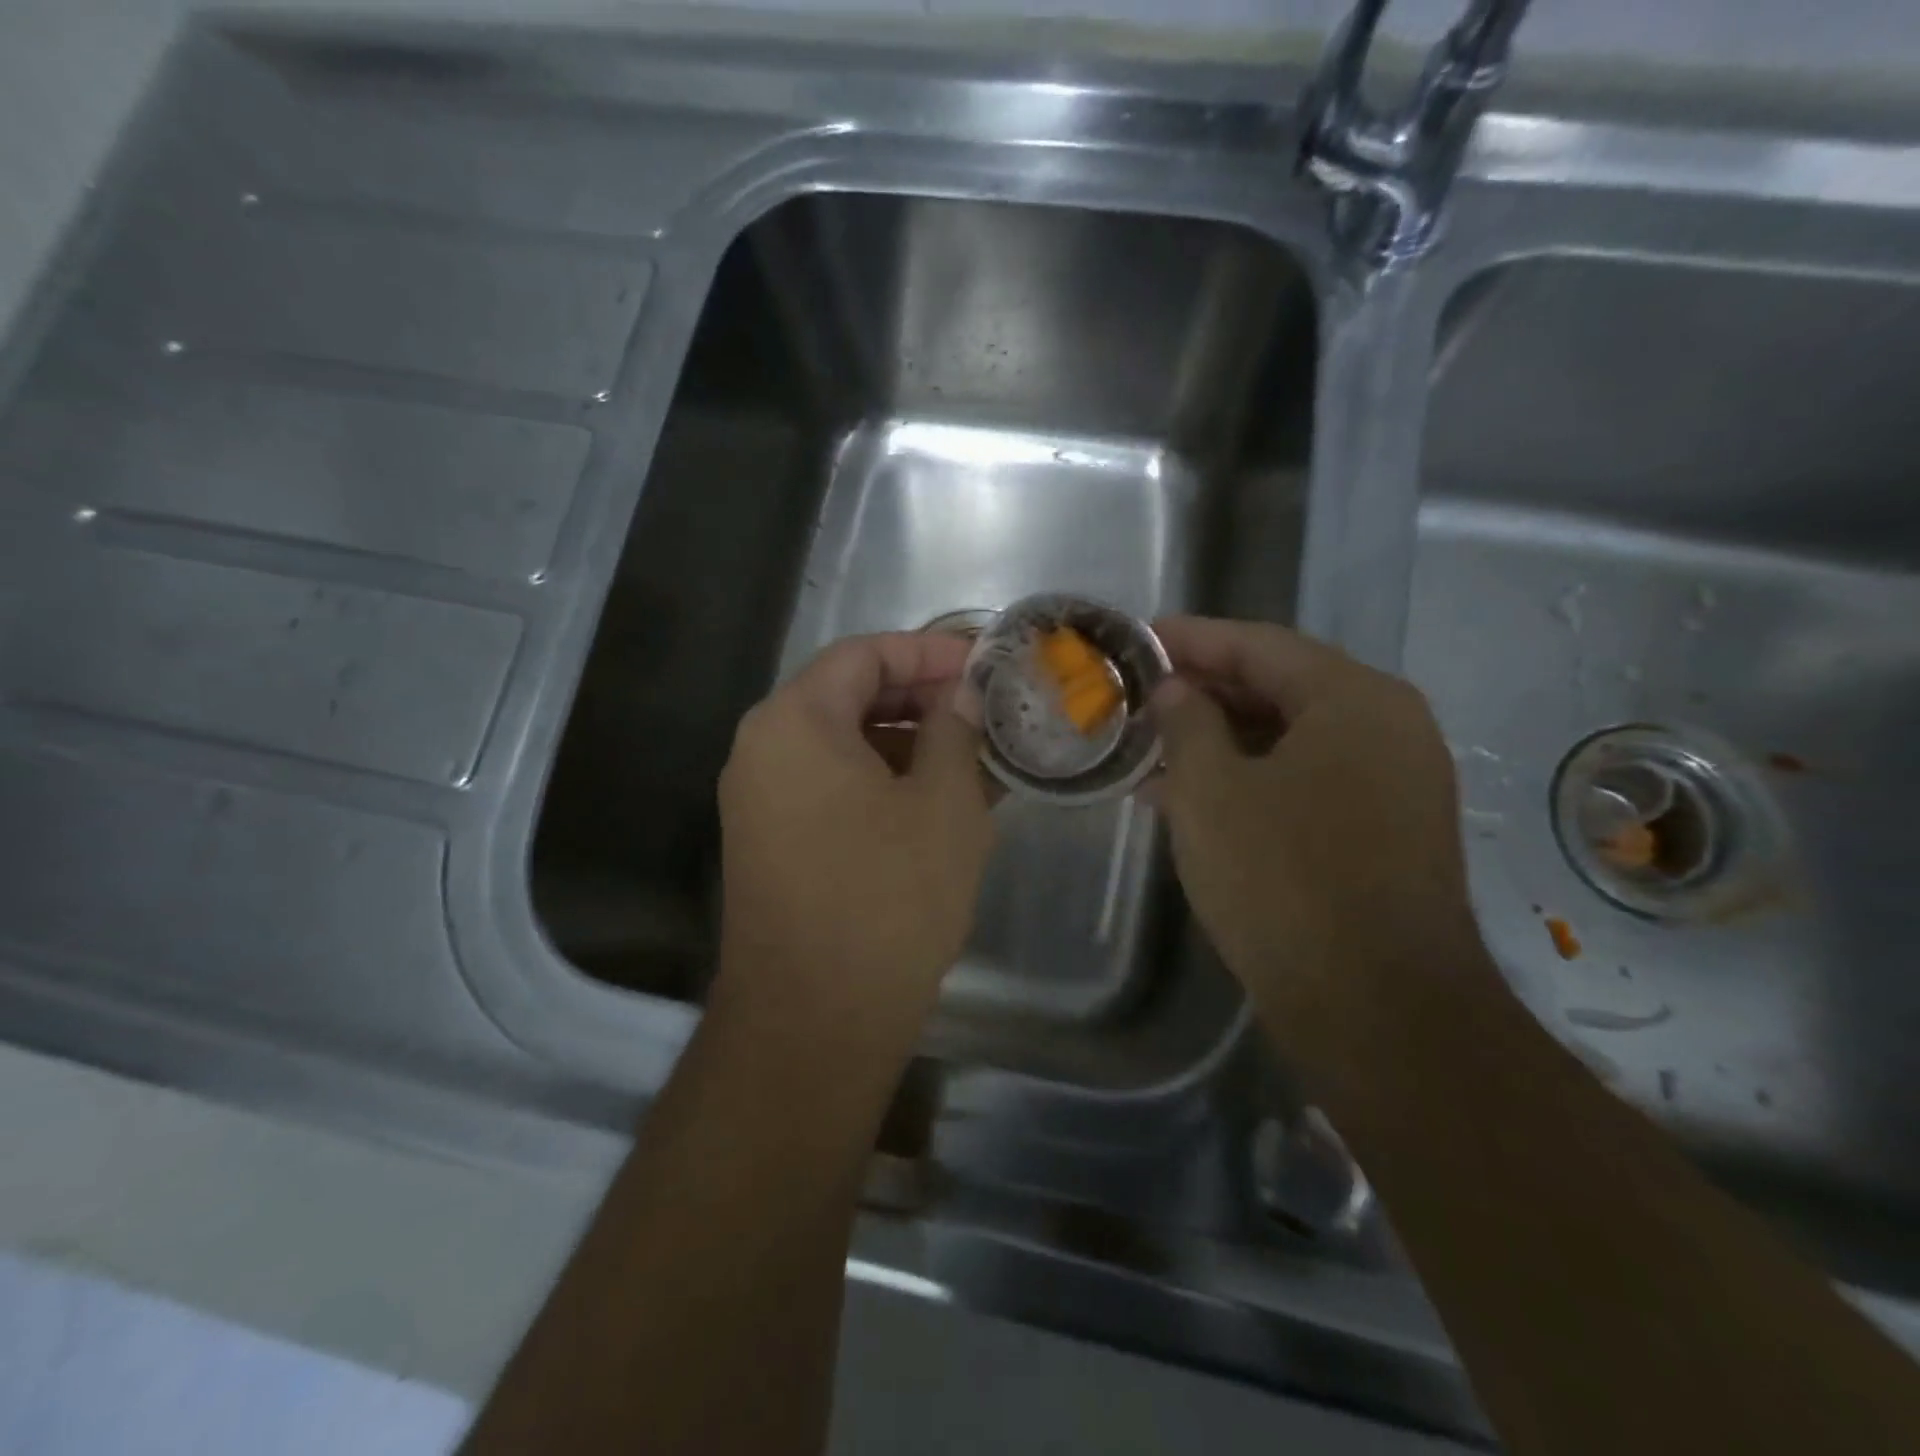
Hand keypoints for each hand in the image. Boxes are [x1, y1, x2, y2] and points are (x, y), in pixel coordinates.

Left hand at [714, 632, 994, 1055]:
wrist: (815, 1021)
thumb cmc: (887, 898)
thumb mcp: (943, 803)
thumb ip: (955, 730)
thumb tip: (961, 693)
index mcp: (794, 722)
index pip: (863, 655)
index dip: (928, 652)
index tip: (982, 665)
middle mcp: (764, 750)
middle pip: (849, 696)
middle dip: (922, 699)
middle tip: (985, 711)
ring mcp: (762, 801)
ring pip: (844, 747)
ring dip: (909, 745)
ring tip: (976, 759)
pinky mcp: (774, 843)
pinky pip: (833, 789)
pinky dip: (885, 783)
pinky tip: (940, 804)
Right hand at [1149, 617, 1480, 1043]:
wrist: (1377, 1009)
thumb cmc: (1283, 881)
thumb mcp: (1210, 791)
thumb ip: (1187, 723)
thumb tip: (1178, 691)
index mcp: (1354, 699)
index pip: (1259, 644)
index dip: (1191, 638)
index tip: (1138, 638)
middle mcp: (1388, 727)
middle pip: (1280, 686)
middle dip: (1203, 691)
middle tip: (1139, 695)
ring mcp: (1394, 782)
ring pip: (1290, 738)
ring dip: (1221, 741)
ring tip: (1152, 749)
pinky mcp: (1386, 831)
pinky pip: (1307, 780)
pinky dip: (1250, 779)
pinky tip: (1193, 798)